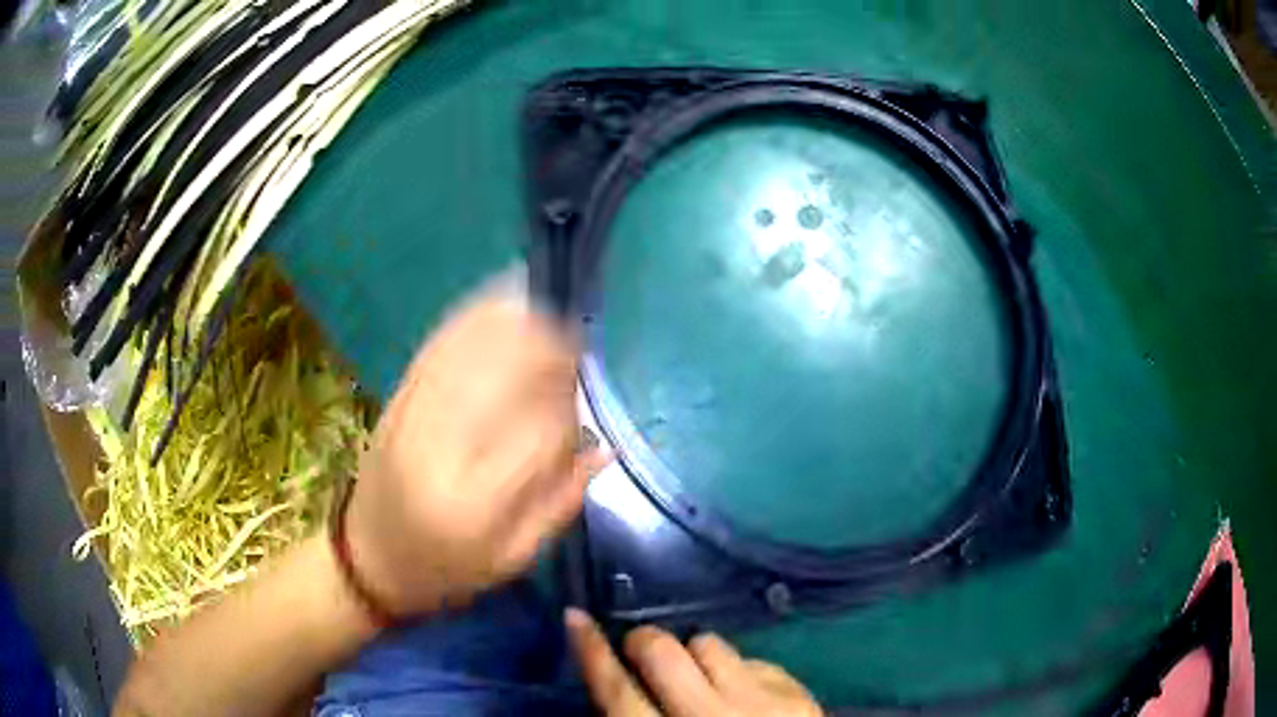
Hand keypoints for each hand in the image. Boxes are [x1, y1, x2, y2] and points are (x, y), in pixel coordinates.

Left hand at [344, 285, 609, 615]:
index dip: (568, 412)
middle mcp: (440, 451)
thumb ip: (560, 505)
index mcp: (475, 504)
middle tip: (573, 346)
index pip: (538, 438)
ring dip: (515, 326)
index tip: (584, 400)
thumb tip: (605, 448)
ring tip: (546, 316)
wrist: (369, 558)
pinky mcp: (397, 399)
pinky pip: (439, 347)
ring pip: (471, 352)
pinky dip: (473, 320)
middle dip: (546, 352)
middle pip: (503, 379)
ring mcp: (411, 417)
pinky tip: (501, 305)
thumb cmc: (446, 570)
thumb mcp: (512, 560)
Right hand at [567, 609, 823, 716]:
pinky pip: (754, 659)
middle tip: (642, 653)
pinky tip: (745, 695)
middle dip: (643, 642)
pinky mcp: (796, 694)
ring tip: (703, 680)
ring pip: (709, 643)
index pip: (617, 691)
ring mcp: (759, 702)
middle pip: (660, 651)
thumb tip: (617, 691)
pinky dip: (740, 672)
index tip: (575, 617)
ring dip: (696, 656)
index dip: (591, 651)